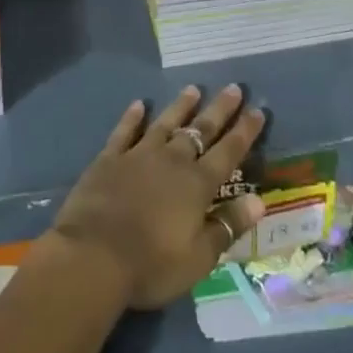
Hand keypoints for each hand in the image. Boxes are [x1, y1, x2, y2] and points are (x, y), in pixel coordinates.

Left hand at [46, 85, 266, 309]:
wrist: (94, 255)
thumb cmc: (151, 264)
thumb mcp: (199, 257)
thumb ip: (227, 226)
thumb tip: (258, 201)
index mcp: (197, 185)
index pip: (228, 152)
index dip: (244, 132)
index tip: (258, 110)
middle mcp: (172, 161)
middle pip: (200, 130)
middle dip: (219, 110)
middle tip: (233, 88)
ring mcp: (138, 155)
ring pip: (165, 123)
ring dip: (180, 106)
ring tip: (193, 88)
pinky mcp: (109, 159)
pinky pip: (124, 131)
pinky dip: (133, 117)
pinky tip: (139, 104)